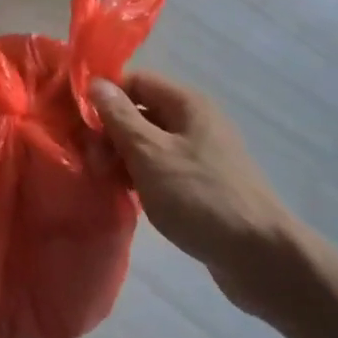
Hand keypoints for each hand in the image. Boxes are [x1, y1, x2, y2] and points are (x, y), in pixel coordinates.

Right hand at [90, 72, 297, 305]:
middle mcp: (195, 122)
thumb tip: (96, 83)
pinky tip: (125, 196)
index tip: (77, 121)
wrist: (260, 257)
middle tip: (89, 161)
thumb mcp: (151, 153)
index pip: (136, 80)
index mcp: (187, 104)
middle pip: (141, 112)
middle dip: (110, 131)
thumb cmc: (200, 196)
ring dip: (122, 157)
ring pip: (148, 143)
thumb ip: (120, 117)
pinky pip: (161, 169)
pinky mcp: (201, 185)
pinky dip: (140, 177)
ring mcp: (200, 155)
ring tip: (102, 181)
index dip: (105, 95)